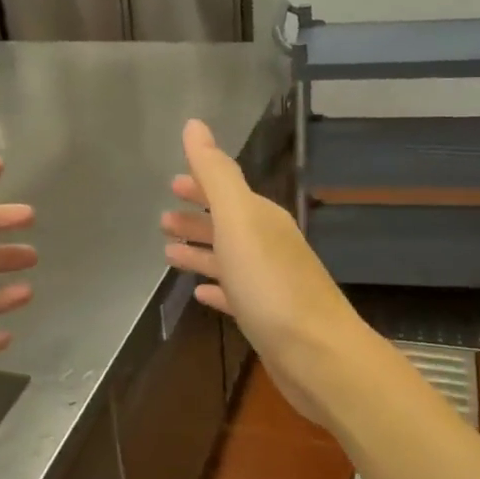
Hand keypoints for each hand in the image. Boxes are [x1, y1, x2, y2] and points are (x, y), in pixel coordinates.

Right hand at [161, 119, 363, 429]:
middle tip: (163, 219)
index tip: (172, 183)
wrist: (316, 353)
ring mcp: (269, 283)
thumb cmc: (271, 284)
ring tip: (168, 253)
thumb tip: (194, 125)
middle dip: (196, 218)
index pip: (227, 191)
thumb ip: (215, 174)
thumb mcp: (238, 220)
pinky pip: (235, 294)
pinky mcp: (267, 318)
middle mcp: (268, 245)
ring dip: (200, 252)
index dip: (200, 185)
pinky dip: (217, 288)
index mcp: (262, 218)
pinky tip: (200, 294)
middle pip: (227, 224)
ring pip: (228, 259)